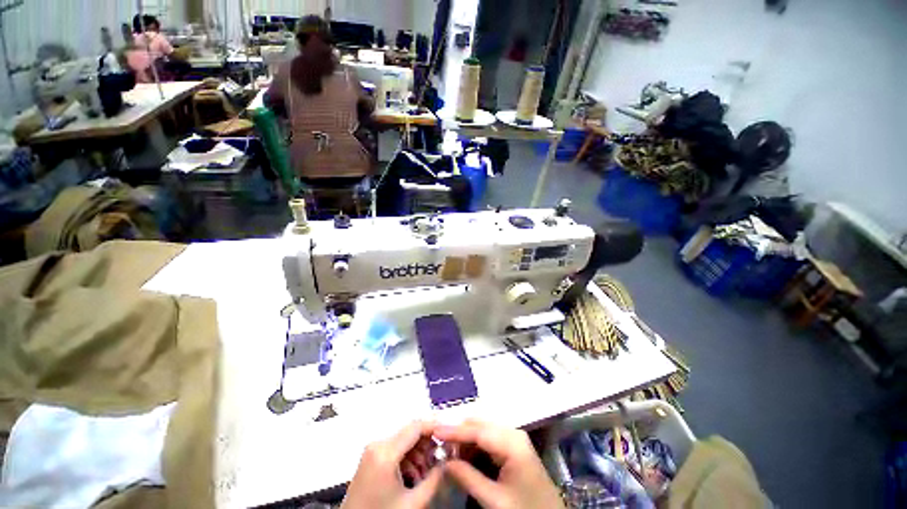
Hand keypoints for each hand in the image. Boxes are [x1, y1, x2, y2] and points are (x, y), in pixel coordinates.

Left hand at [341, 421, 442, 508]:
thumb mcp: (412, 503)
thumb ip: (435, 479)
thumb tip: (451, 460)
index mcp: (385, 452)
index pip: (416, 426)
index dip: (435, 425)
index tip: (450, 431)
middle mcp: (377, 444)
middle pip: (411, 431)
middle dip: (428, 443)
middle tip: (440, 459)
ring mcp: (372, 449)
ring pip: (404, 439)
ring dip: (419, 452)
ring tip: (427, 472)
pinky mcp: (371, 455)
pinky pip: (395, 447)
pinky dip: (408, 457)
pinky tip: (414, 475)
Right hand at [435, 419, 563, 508]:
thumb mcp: (495, 500)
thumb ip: (468, 478)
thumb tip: (444, 462)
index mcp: (511, 442)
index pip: (477, 430)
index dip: (454, 430)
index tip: (434, 431)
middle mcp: (513, 433)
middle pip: (479, 426)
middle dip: (459, 434)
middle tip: (440, 447)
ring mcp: (514, 439)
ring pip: (483, 431)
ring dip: (466, 441)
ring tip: (449, 455)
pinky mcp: (513, 447)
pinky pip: (489, 440)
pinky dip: (475, 447)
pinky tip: (465, 459)